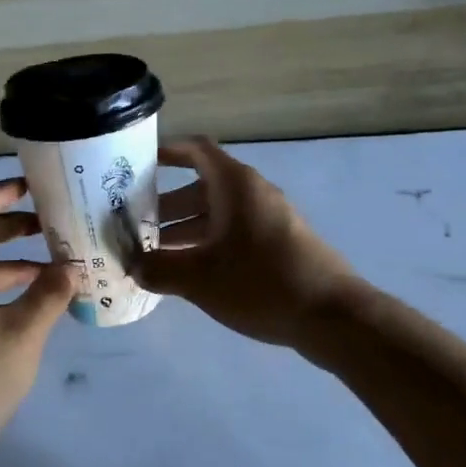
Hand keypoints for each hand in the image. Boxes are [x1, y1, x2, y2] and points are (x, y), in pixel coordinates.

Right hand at [132, 138, 360, 349]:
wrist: (332, 316)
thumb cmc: (260, 282)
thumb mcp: (199, 278)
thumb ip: (159, 269)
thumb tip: (133, 267)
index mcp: (235, 184)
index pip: (196, 150)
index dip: (166, 151)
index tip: (137, 163)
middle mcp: (253, 193)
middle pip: (201, 186)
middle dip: (166, 204)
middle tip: (134, 224)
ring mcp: (269, 219)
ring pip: (217, 214)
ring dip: (185, 229)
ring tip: (153, 255)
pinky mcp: (279, 244)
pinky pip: (234, 233)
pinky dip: (208, 244)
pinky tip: (189, 274)